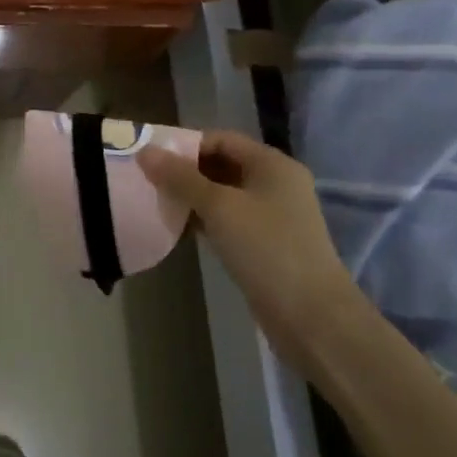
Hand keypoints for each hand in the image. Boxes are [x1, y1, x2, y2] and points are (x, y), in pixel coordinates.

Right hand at [138, 131, 363, 373]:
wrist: (312, 318)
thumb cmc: (266, 248)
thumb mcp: (219, 207)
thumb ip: (180, 177)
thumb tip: (144, 151)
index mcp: (272, 164)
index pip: (221, 139)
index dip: (185, 144)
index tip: (152, 157)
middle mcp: (276, 184)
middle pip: (222, 164)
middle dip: (186, 171)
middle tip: (149, 180)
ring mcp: (274, 215)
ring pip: (224, 194)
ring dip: (192, 196)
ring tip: (158, 202)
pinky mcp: (267, 244)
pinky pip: (229, 220)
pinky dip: (205, 219)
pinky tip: (179, 228)